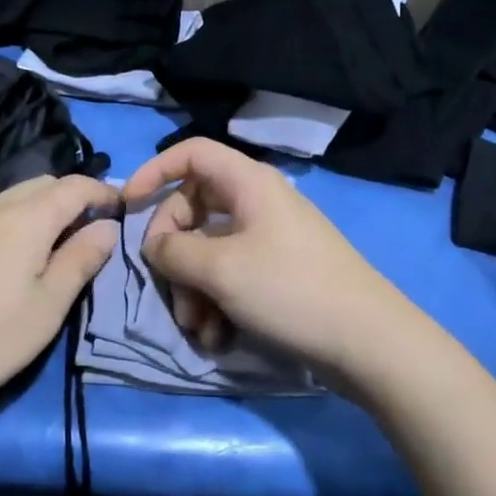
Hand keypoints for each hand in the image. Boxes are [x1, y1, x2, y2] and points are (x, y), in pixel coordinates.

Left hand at [0, 174, 119, 428]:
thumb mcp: (47, 308)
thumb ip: (80, 260)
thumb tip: (106, 226)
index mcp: (26, 218)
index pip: (74, 185)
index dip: (102, 192)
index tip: (119, 209)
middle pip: (39, 185)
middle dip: (68, 199)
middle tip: (83, 233)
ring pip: (4, 201)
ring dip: (32, 214)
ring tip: (40, 251)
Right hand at [121, 139, 429, 385]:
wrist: (368, 342)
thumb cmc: (290, 290)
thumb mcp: (220, 269)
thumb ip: (174, 250)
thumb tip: (154, 244)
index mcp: (248, 183)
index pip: (191, 153)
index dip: (155, 170)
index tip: (127, 203)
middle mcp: (258, 202)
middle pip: (194, 208)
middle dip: (175, 253)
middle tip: (170, 288)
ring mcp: (270, 238)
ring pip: (210, 249)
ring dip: (194, 288)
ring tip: (198, 328)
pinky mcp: (278, 272)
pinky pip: (232, 274)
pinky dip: (217, 301)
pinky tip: (218, 336)